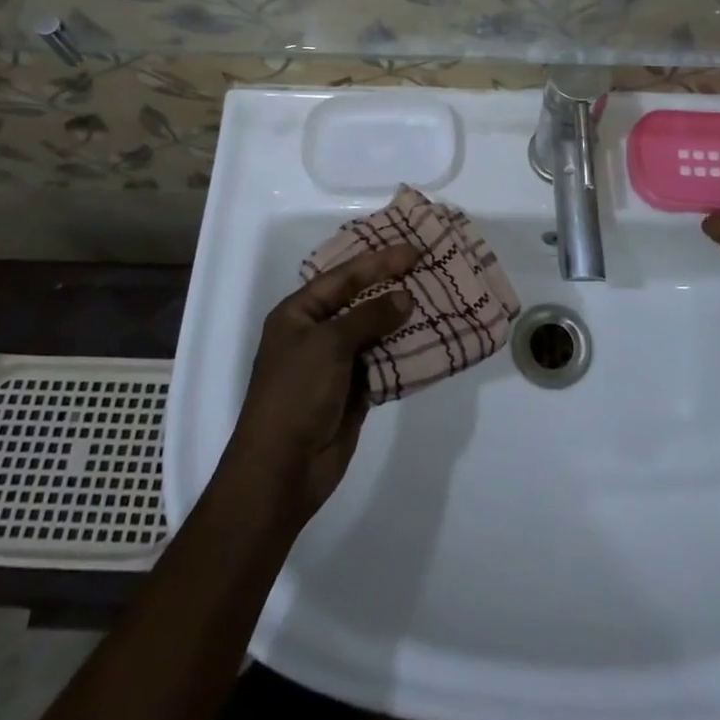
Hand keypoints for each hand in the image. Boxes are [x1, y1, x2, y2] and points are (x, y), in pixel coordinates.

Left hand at [225, 244, 416, 518]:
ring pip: (374, 332)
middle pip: (359, 301)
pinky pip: (383, 362)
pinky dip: (404, 352)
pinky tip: (430, 339)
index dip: (378, 262)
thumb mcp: (329, 343)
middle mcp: (315, 333)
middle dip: (392, 286)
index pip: (343, 277)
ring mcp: (334, 364)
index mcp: (298, 313)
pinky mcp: (353, 391)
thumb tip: (404, 297)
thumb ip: (368, 316)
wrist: (282, 469)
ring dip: (402, 319)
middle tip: (428, 269)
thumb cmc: (296, 393)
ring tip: (437, 299)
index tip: (413, 251)